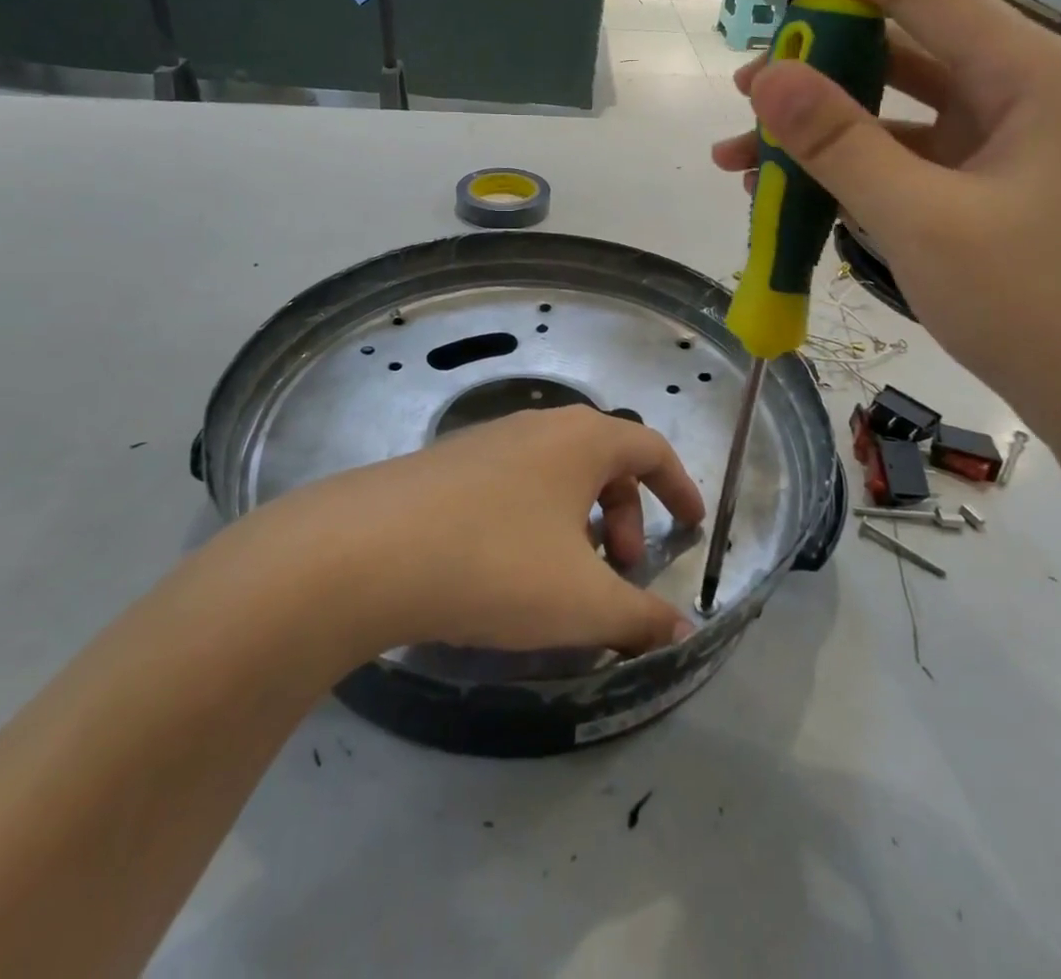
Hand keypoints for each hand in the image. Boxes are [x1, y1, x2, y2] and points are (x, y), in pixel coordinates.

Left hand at [297, 406, 705, 657]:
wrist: (367, 551)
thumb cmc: (497, 564)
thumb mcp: (582, 602)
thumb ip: (640, 618)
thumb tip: (682, 633)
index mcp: (582, 440)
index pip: (651, 448)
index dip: (680, 487)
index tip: (693, 527)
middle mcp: (538, 426)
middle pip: (604, 461)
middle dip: (627, 515)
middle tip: (621, 571)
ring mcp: (487, 441)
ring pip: (556, 475)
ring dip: (579, 521)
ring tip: (565, 577)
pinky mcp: (446, 465)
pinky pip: (514, 485)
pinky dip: (535, 520)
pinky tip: (507, 571)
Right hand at [712, 0, 1060, 433]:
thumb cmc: (1033, 303)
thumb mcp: (920, 220)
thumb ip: (840, 144)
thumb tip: (767, 79)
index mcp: (1025, 73)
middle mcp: (1015, 90)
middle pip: (900, 44)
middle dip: (814, 61)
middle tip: (745, 89)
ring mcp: (996, 141)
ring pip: (890, 107)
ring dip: (817, 125)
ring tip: (740, 152)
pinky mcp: (978, 185)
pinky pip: (898, 157)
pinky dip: (843, 168)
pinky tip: (785, 192)